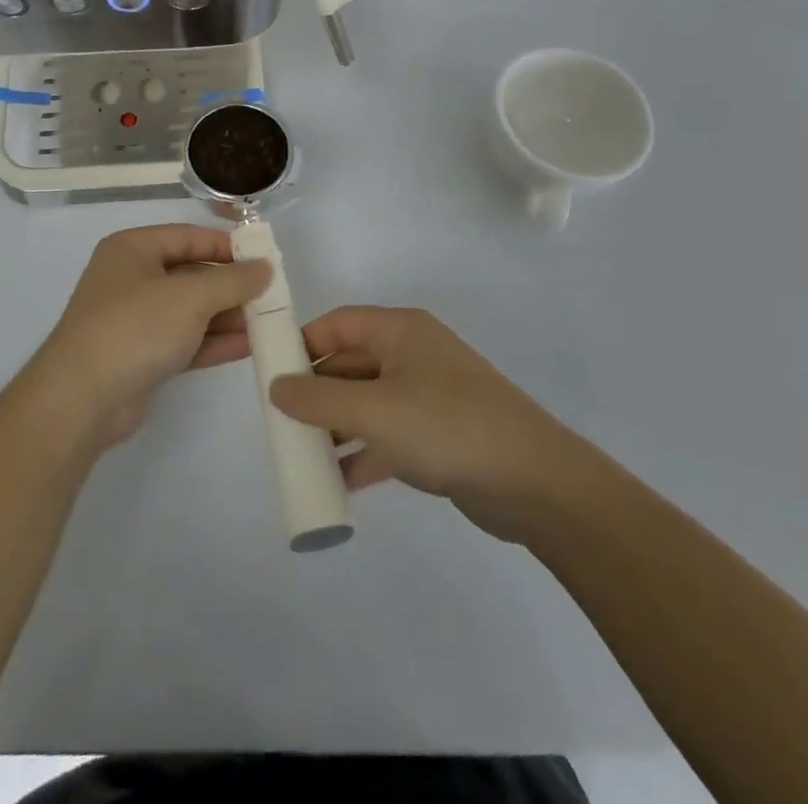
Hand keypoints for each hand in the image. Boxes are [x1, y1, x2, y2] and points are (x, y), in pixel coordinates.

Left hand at [22, 225, 270, 450]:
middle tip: (271, 294)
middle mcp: (131, 278)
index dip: (226, 246)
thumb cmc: (135, 327)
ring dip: (227, 315)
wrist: (83, 398)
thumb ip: (232, 280)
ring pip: (190, 310)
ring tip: (269, 321)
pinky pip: (185, 340)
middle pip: (191, 274)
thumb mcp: (190, 296)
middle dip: (230, 285)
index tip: (264, 259)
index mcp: (133, 249)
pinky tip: (249, 345)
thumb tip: (265, 267)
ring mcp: (135, 319)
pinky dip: (213, 341)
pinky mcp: (142, 356)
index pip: (188, 236)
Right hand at [268, 306, 590, 543]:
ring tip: (301, 453)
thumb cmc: (448, 427)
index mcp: (400, 332)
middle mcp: (412, 355)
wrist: (536, 483)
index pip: (339, 323)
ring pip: (367, 402)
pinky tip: (338, 481)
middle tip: (280, 420)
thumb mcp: (374, 411)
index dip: (303, 342)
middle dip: (316, 392)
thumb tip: (275, 388)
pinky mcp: (439, 435)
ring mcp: (428, 396)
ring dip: (336, 426)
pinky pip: (388, 435)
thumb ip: (318, 400)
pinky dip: (363, 452)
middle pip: (350, 363)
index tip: (271, 371)